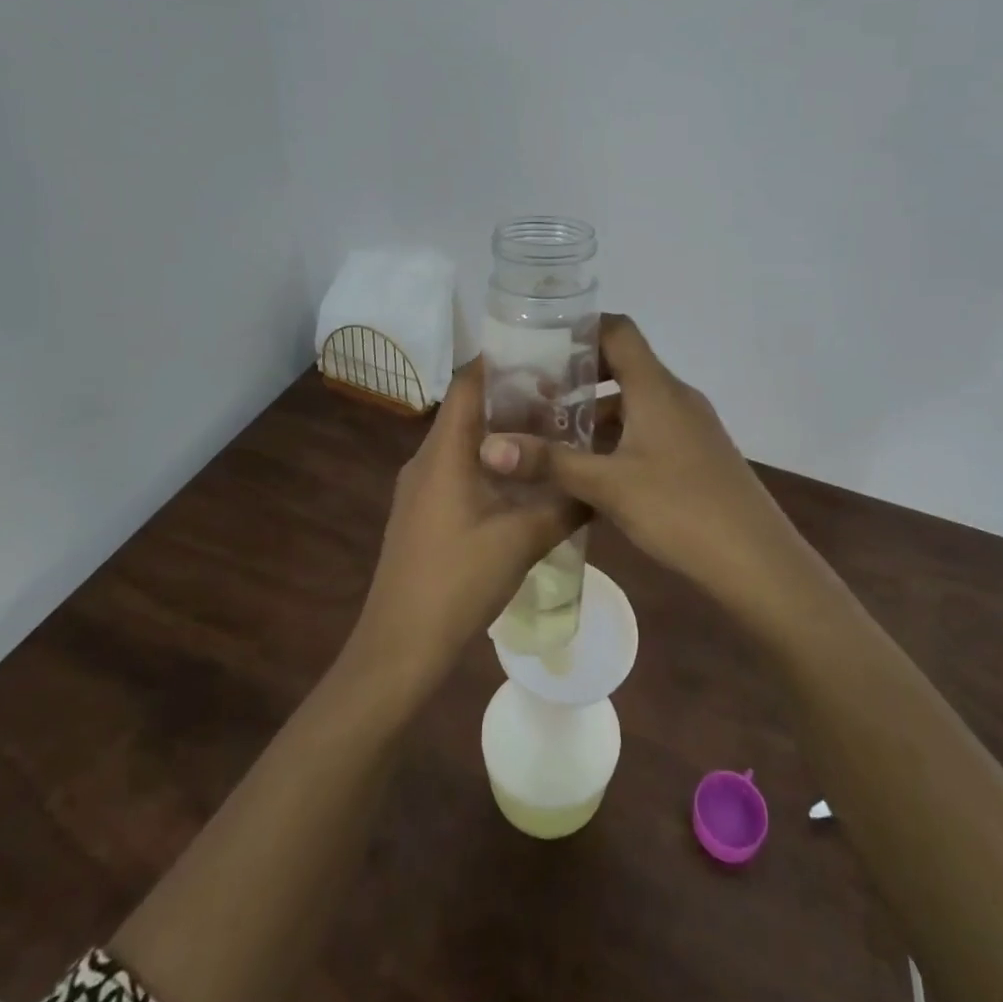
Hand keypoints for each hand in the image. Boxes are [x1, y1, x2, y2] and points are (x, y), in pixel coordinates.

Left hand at [350, 361, 580, 694]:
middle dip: (514, 399)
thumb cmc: (457, 581)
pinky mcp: (424, 513)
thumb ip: (564, 504)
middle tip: (564, 398)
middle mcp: (427, 459)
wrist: (400, 646)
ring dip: (505, 435)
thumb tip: (602, 483)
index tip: (546, 355)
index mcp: (443, 451)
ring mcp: (421, 488)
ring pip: (465, 443)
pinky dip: (492, 465)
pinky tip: (525, 485)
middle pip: (468, 409)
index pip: (468, 382)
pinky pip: (459, 470)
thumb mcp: (521, 540)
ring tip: (553, 435)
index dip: (502, 361)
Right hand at [478, 315, 816, 623]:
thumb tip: (487, 447)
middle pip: (624, 363)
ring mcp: (691, 425)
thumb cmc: (681, 509)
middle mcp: (675, 396)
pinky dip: (618, 434)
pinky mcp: (697, 453)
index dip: (581, 327)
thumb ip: (549, 463)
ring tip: (553, 431)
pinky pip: (650, 427)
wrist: (757, 562)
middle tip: (534, 391)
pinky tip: (593, 467)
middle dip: (578, 374)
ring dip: (596, 409)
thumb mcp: (608, 486)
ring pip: (636, 400)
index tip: (540, 342)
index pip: (618, 330)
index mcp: (656, 388)